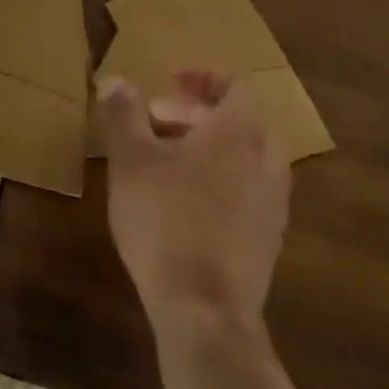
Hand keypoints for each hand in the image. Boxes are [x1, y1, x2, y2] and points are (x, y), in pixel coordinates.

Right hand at [96, 69, 287, 342]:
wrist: (204, 310)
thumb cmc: (165, 219)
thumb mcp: (131, 159)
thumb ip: (123, 114)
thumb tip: (115, 80)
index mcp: (240, 133)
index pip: (236, 86)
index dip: (202, 78)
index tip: (168, 81)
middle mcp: (268, 162)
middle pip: (241, 121)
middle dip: (197, 115)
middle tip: (155, 122)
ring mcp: (273, 204)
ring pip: (245, 158)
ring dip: (207, 148)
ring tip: (162, 162)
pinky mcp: (268, 240)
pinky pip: (247, 190)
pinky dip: (218, 180)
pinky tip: (180, 203)